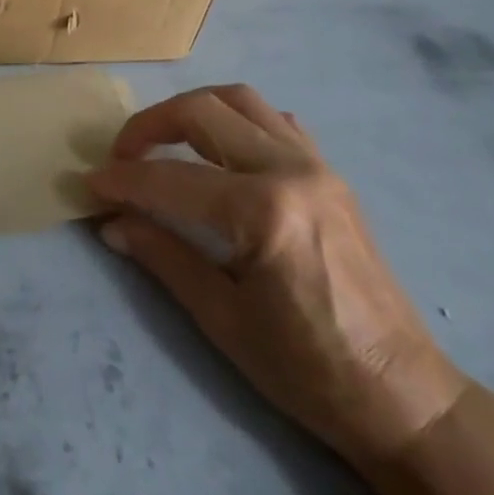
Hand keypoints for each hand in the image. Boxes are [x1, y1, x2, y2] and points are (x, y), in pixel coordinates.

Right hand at [89, 85, 466, 473]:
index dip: (123, 180)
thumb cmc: (308, 370)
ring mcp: (316, 164)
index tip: (91, 184)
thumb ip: (163, 257)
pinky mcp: (330, 171)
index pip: (171, 179)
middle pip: (202, 112)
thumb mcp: (223, 321)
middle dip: (149, 125)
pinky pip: (274, 119)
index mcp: (264, 213)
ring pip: (239, 100)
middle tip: (121, 156)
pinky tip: (220, 150)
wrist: (402, 395)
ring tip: (162, 140)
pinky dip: (235, 119)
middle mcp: (290, 170)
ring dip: (191, 109)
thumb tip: (111, 223)